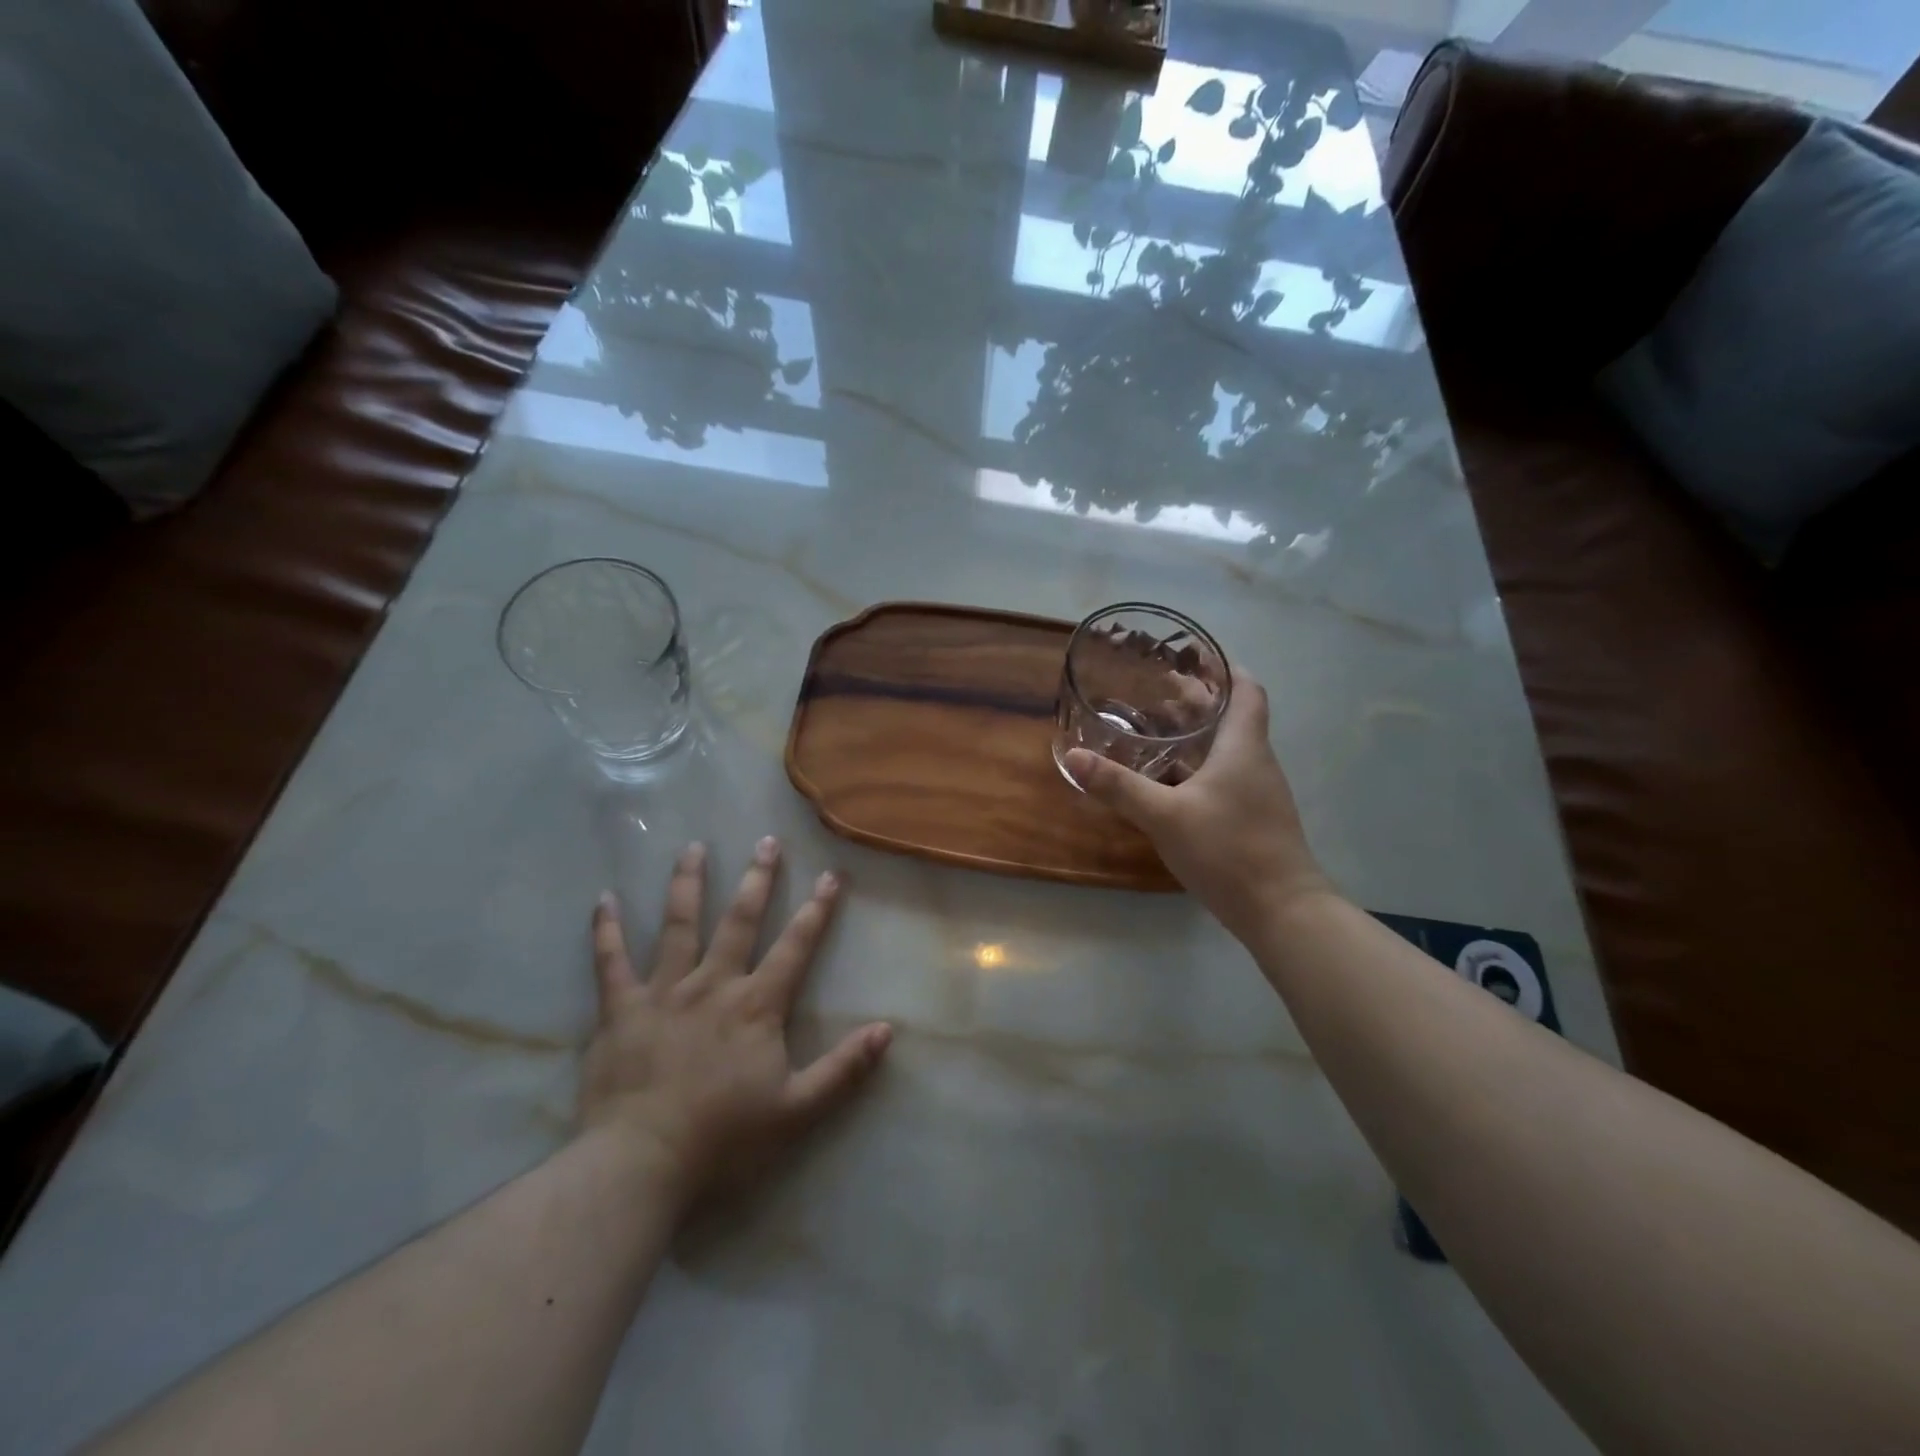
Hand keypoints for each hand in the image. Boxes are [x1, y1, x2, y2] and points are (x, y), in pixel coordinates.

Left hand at [578, 837, 892, 1212]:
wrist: (640, 1165)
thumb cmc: (723, 1139)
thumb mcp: (797, 1110)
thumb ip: (844, 1068)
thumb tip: (887, 1030)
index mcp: (756, 1005)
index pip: (796, 946)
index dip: (817, 909)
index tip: (831, 875)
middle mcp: (713, 984)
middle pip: (740, 921)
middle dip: (757, 879)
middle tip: (766, 841)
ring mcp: (663, 992)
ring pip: (678, 926)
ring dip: (687, 884)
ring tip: (693, 847)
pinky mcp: (620, 1009)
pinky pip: (609, 962)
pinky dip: (606, 930)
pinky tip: (604, 899)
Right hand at [1065, 675, 1332, 943]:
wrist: (1281, 910)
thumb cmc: (1228, 850)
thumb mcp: (1165, 815)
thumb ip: (1119, 786)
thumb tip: (1074, 757)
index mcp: (1244, 747)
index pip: (1246, 690)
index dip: (1224, 669)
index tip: (1193, 656)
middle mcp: (1256, 762)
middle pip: (1232, 717)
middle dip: (1198, 701)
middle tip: (1157, 691)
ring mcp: (1257, 793)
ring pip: (1227, 749)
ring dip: (1197, 735)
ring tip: (1156, 730)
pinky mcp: (1253, 818)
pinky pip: (1224, 777)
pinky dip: (1198, 767)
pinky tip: (1168, 782)